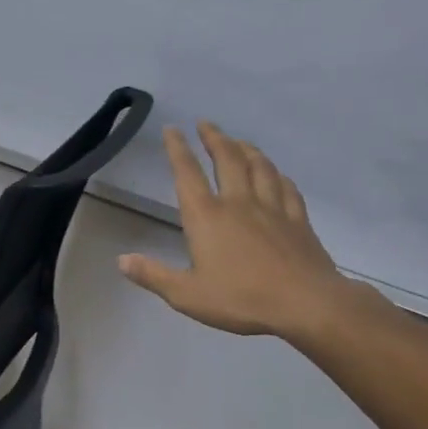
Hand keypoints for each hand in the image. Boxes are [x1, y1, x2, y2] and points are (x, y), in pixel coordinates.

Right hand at [118, 123, 355, 345]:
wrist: (306, 304)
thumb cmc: (241, 299)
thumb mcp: (187, 295)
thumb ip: (154, 275)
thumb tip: (122, 260)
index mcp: (207, 217)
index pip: (187, 173)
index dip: (177, 149)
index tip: (172, 129)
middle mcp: (238, 203)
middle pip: (227, 159)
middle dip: (214, 138)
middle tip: (206, 124)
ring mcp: (272, 208)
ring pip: (259, 167)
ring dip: (246, 149)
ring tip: (238, 141)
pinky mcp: (298, 220)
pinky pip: (287, 188)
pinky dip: (278, 175)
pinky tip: (277, 174)